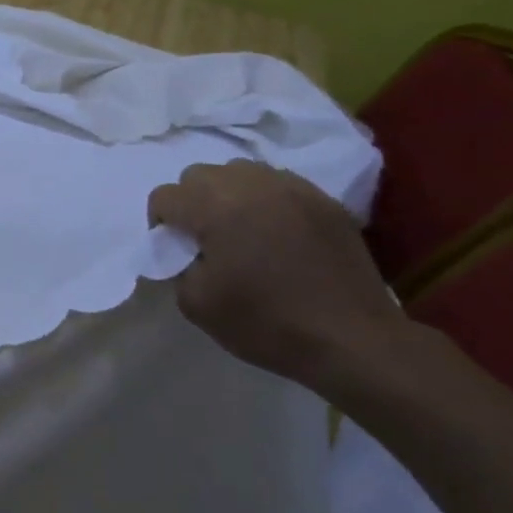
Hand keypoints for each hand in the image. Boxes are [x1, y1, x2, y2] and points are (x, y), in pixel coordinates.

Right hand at [146, 159, 404, 390]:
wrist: (352, 340)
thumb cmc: (266, 322)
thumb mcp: (196, 304)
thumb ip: (177, 265)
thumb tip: (186, 251)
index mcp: (215, 207)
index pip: (165, 196)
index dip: (160, 223)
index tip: (174, 250)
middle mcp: (251, 184)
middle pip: (199, 175)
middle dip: (191, 202)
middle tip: (205, 239)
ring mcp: (292, 188)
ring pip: (240, 172)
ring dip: (228, 195)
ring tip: (241, 231)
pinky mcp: (323, 200)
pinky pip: (278, 184)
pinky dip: (266, 201)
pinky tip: (277, 234)